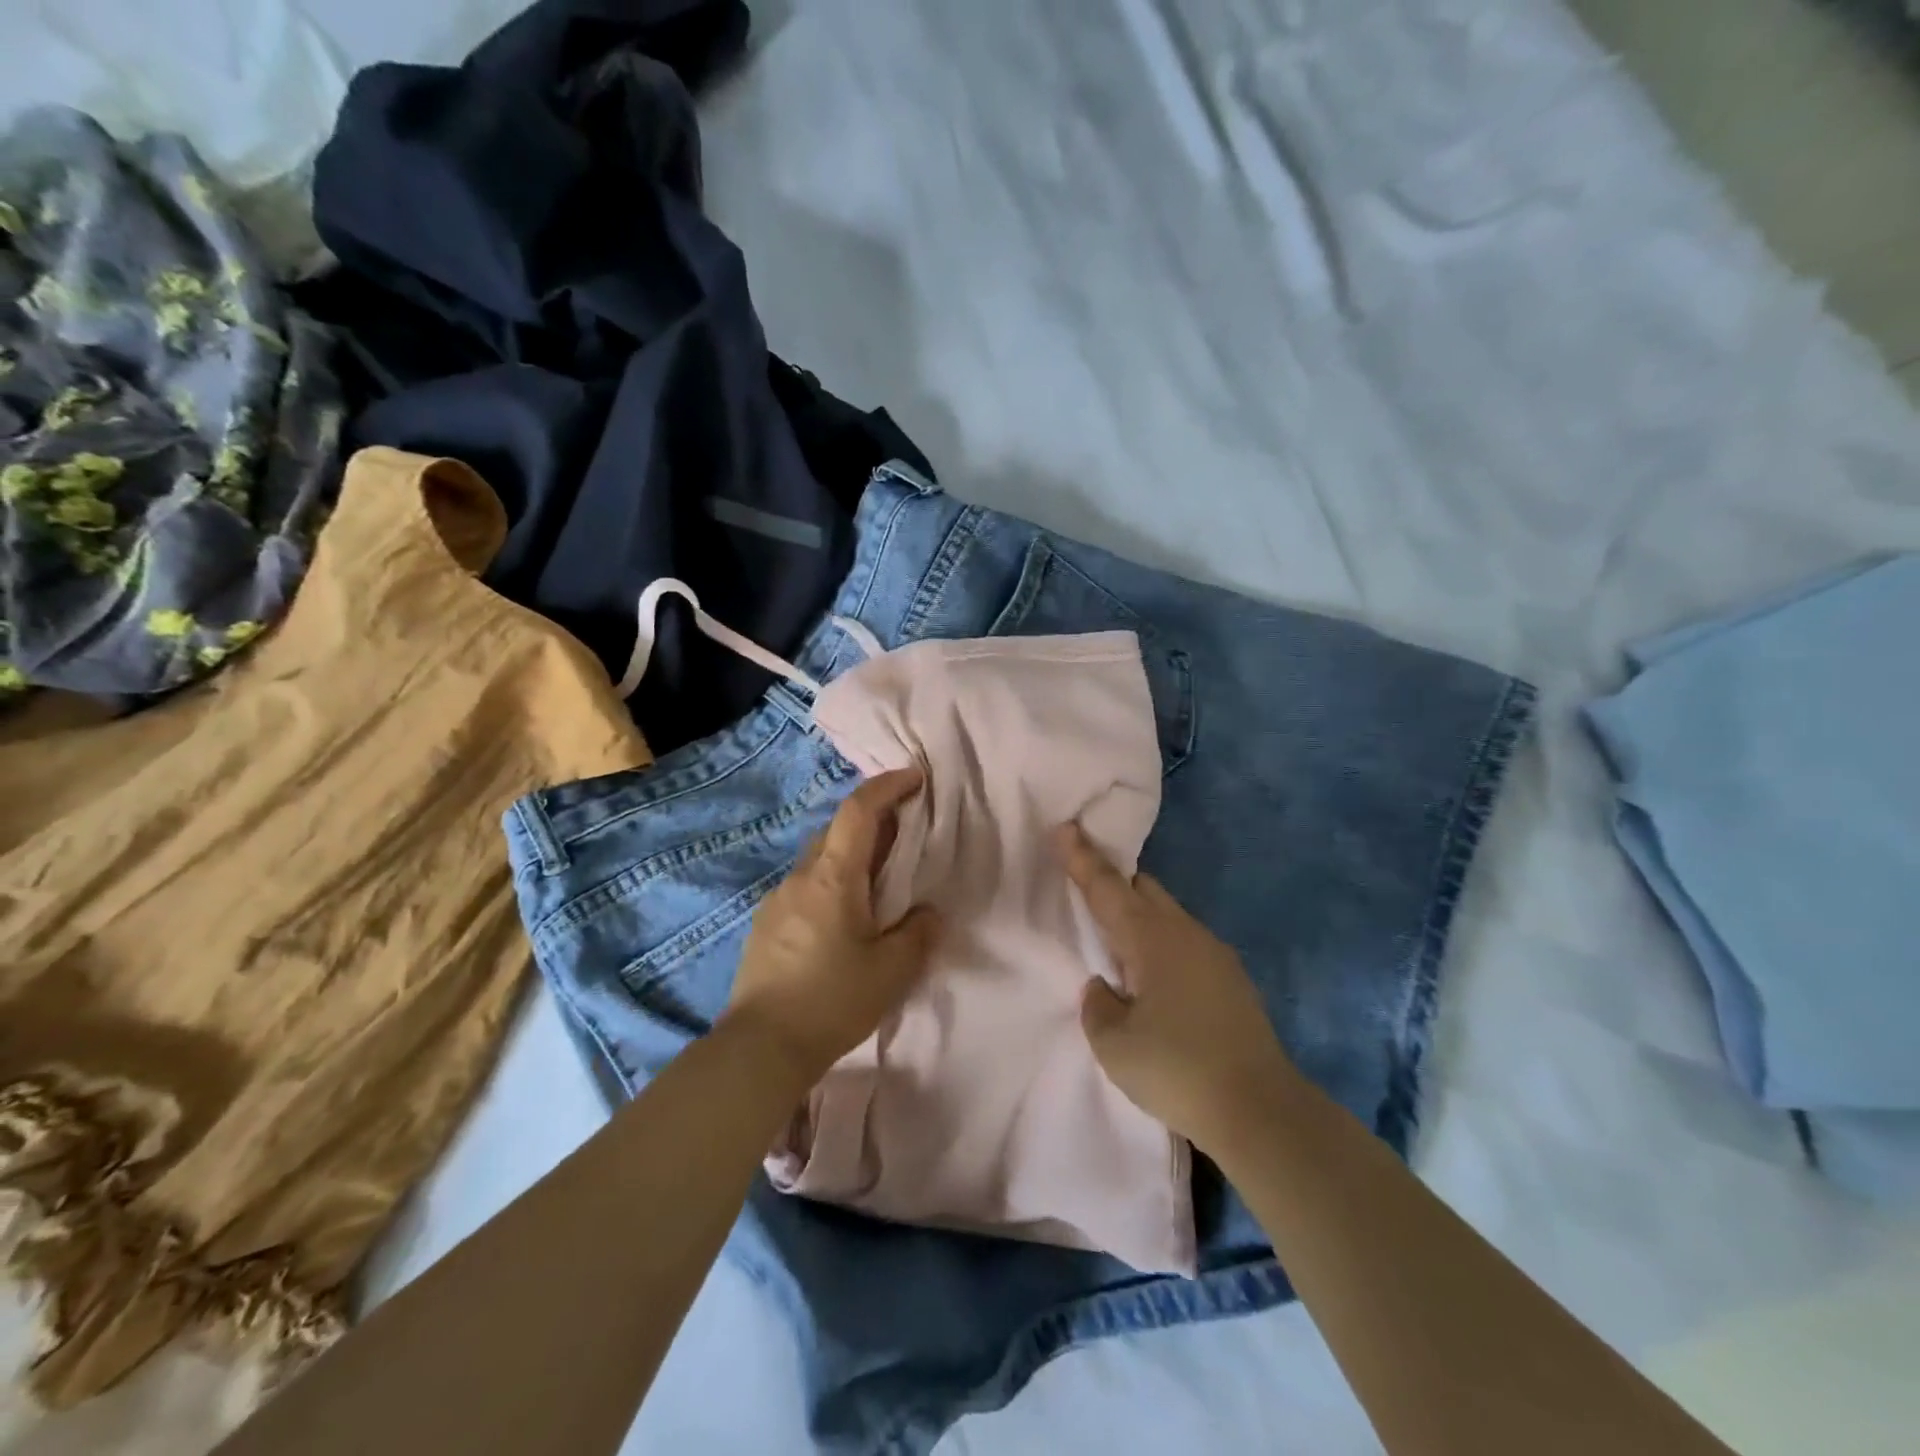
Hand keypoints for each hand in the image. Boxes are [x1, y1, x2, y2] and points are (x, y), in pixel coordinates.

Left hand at [721, 769, 940, 1089]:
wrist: (760, 1048)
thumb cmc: (832, 1000)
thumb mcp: (892, 970)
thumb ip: (918, 933)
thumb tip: (928, 913)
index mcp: (832, 877)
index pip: (858, 811)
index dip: (887, 787)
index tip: (914, 779)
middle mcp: (800, 877)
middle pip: (836, 832)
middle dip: (872, 824)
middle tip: (905, 839)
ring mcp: (776, 901)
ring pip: (819, 862)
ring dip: (850, 859)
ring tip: (878, 887)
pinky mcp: (764, 926)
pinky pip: (805, 889)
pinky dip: (830, 886)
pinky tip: (844, 922)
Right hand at [1055, 823, 1297, 1155]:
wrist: (1261, 1110)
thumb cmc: (1176, 1069)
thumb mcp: (1114, 1044)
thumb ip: (1098, 1005)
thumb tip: (1106, 986)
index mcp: (1151, 938)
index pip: (1106, 886)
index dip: (1081, 857)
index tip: (1065, 826)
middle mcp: (1184, 933)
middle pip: (1143, 888)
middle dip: (1113, 881)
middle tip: (1086, 889)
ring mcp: (1214, 954)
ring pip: (1167, 914)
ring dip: (1139, 916)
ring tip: (1116, 945)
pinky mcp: (1232, 979)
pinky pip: (1184, 941)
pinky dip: (1161, 943)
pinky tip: (1154, 979)